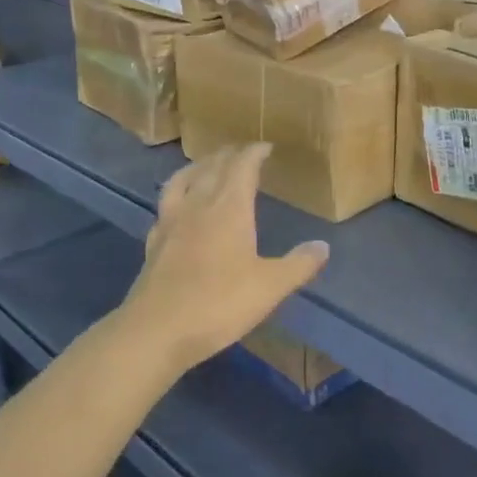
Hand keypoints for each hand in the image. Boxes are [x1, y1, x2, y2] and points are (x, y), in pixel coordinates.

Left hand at [120, 145, 329, 374]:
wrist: (157, 330)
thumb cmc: (219, 304)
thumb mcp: (270, 287)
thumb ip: (298, 264)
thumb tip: (322, 246)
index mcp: (229, 209)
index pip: (242, 167)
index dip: (254, 153)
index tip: (265, 146)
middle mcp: (198, 206)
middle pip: (212, 168)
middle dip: (228, 155)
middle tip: (241, 152)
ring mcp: (171, 223)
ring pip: (182, 181)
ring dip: (198, 167)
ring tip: (206, 166)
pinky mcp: (154, 243)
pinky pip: (165, 206)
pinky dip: (176, 196)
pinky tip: (178, 207)